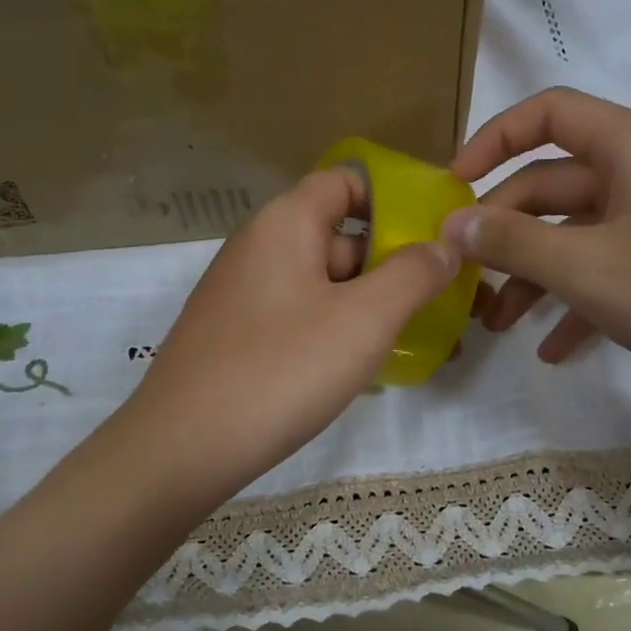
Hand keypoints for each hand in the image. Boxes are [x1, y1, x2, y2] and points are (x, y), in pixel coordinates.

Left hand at [124, 167, 460, 498]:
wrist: (184, 448)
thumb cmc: (281, 370)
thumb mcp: (364, 319)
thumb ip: (413, 274)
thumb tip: (443, 246)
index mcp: (284, 224)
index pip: (345, 182)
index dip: (394, 200)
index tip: (437, 236)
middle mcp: (260, 250)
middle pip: (341, 239)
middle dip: (395, 267)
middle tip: (446, 303)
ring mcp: (245, 297)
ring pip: (325, 287)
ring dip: (373, 307)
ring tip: (422, 342)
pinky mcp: (239, 340)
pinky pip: (302, 321)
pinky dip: (339, 334)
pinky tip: (369, 369)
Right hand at [440, 87, 630, 407]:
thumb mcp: (586, 268)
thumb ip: (513, 242)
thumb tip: (451, 223)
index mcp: (629, 146)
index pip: (546, 113)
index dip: (492, 140)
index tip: (453, 186)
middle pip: (552, 184)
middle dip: (505, 232)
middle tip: (465, 274)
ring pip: (575, 233)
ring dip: (533, 275)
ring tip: (496, 323)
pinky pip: (607, 268)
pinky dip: (575, 301)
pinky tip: (551, 347)